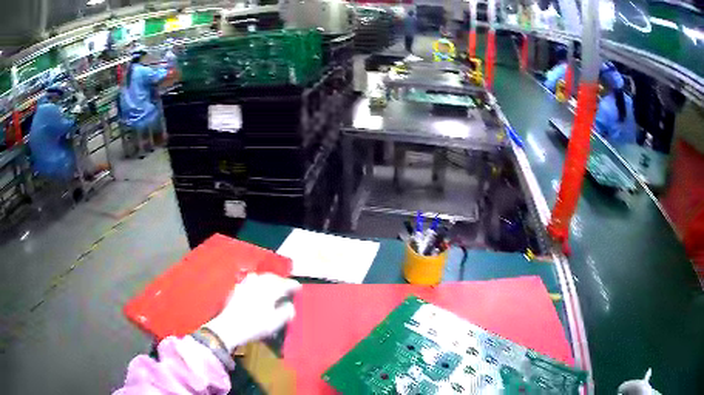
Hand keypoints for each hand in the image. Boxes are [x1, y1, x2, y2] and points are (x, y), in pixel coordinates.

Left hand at [203, 273, 300, 352]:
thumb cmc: (255, 326)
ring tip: (273, 285)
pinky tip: (257, 287)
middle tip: (287, 285)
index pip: (285, 284)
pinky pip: (250, 281)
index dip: (293, 285)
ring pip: (261, 277)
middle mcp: (258, 284)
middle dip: (281, 280)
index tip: (299, 287)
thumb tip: (290, 306)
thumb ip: (286, 313)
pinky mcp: (237, 289)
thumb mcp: (275, 323)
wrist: (229, 328)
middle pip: (272, 277)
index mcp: (270, 290)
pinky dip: (257, 282)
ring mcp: (246, 285)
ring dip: (269, 279)